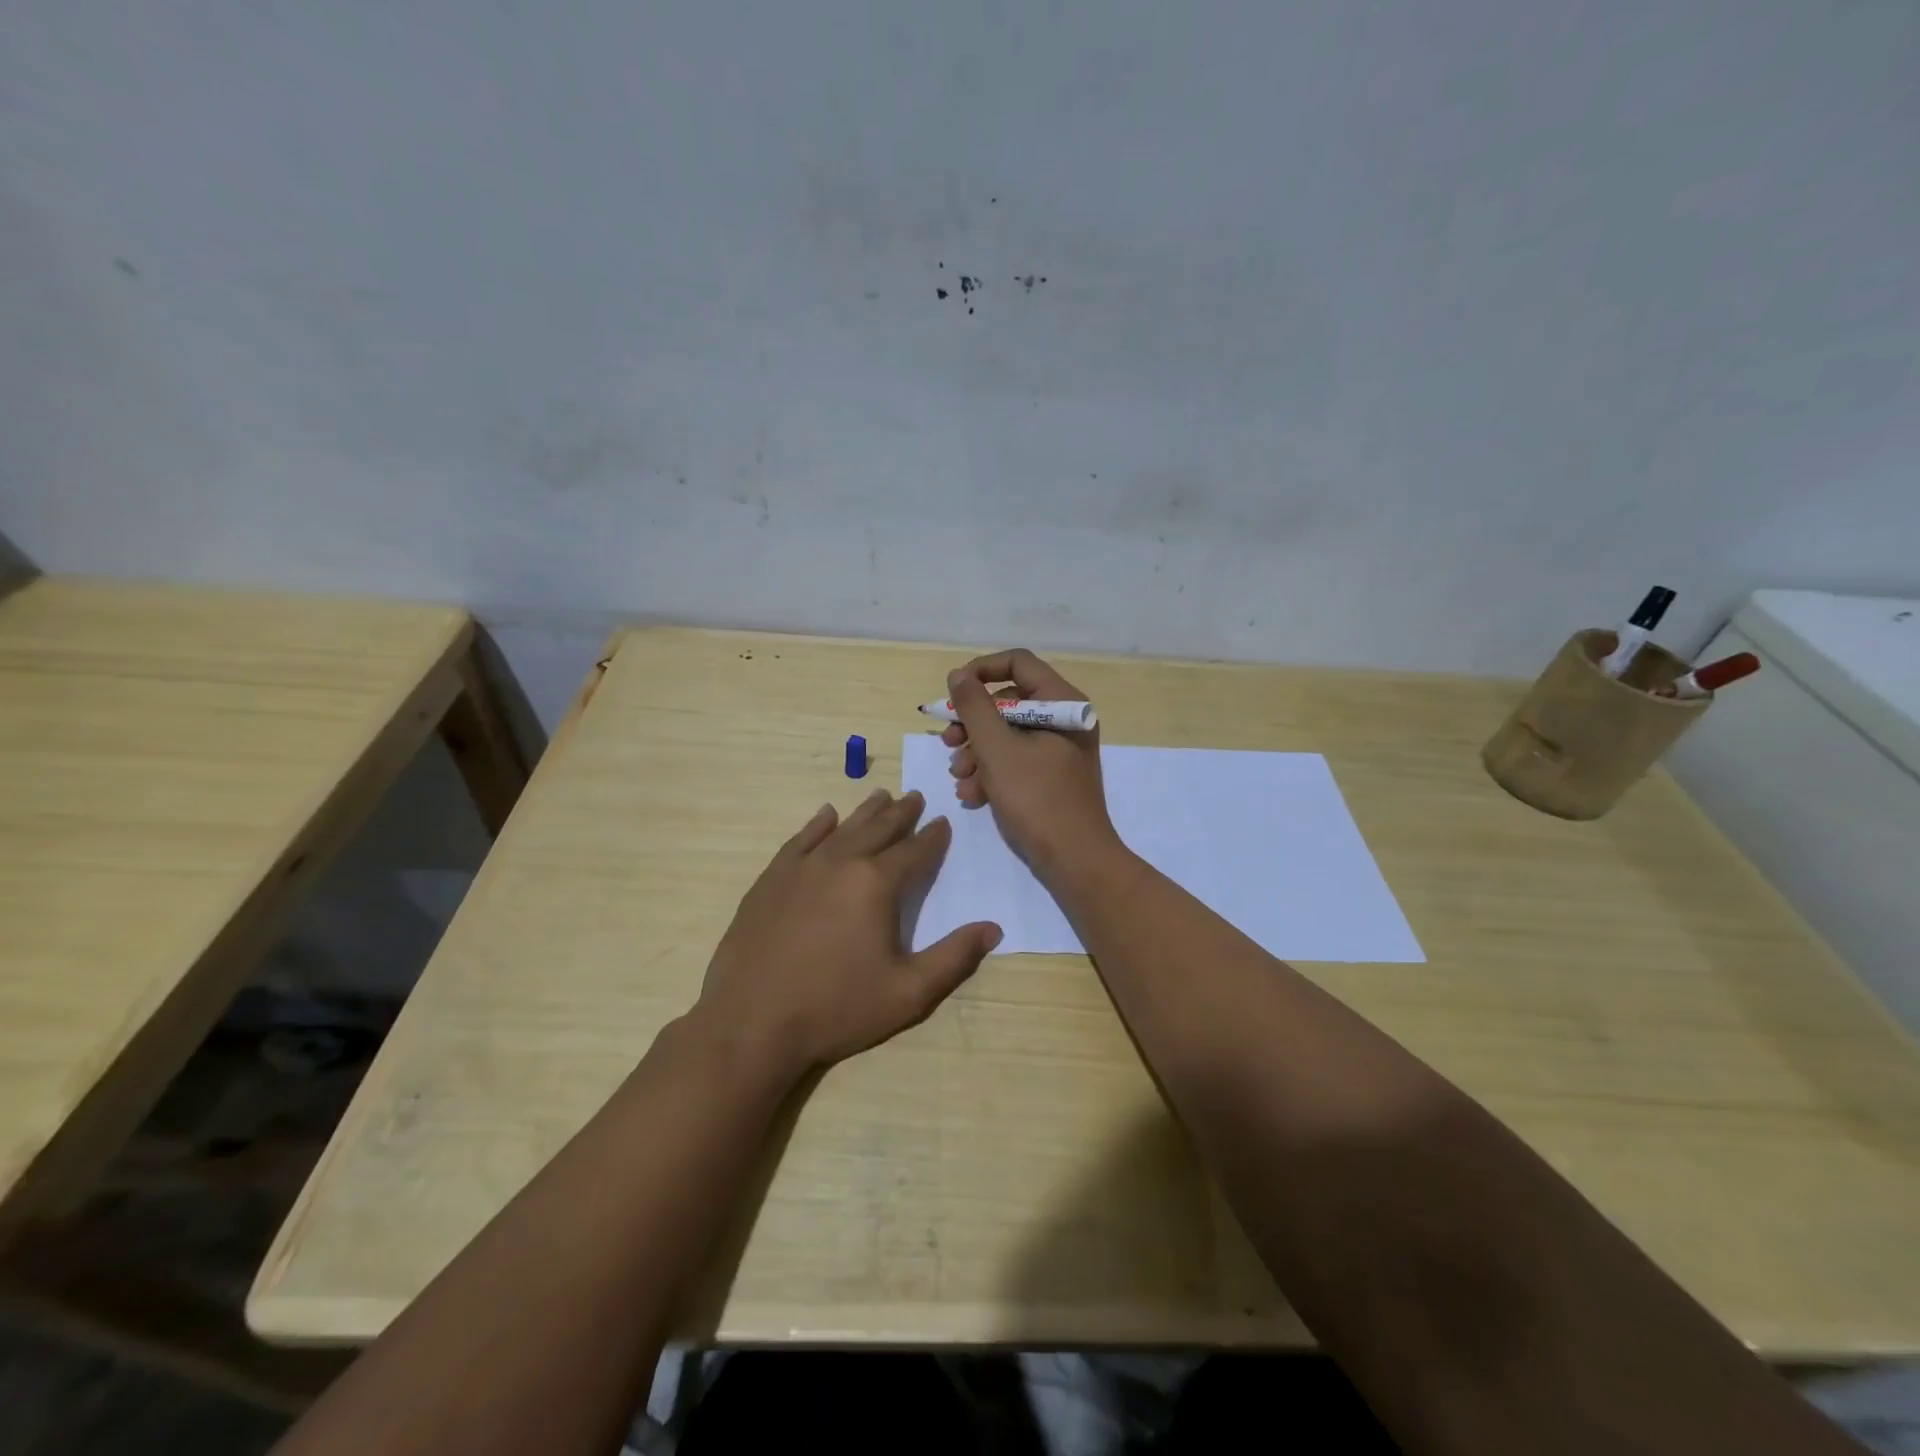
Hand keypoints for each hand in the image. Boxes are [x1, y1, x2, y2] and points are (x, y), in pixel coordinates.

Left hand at [695, 791, 1001, 1077]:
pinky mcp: (771, 880)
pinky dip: (818, 825)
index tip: (943, 823)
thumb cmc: (836, 1008)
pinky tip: (826, 815)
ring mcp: (801, 868)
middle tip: (915, 797)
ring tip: (881, 796)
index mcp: (876, 884)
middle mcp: (840, 862)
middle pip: (879, 829)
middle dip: (901, 813)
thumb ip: (954, 957)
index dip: (933, 837)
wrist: (751, 1022)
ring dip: (865, 812)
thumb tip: (993, 928)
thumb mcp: (908, 993)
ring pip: (842, 828)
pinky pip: (800, 840)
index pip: (914, 851)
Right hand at [942, 649, 1120, 877]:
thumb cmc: (1037, 798)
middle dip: (973, 724)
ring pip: (1007, 735)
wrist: (1075, 860)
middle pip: (1008, 701)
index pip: (1018, 662)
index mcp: (1062, 703)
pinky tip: (973, 797)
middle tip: (948, 743)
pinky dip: (992, 774)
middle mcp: (1064, 720)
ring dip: (976, 754)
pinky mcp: (1051, 777)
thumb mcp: (997, 749)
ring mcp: (1059, 750)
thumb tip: (959, 674)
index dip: (981, 670)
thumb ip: (975, 707)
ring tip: (960, 779)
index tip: (953, 692)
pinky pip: (1016, 761)